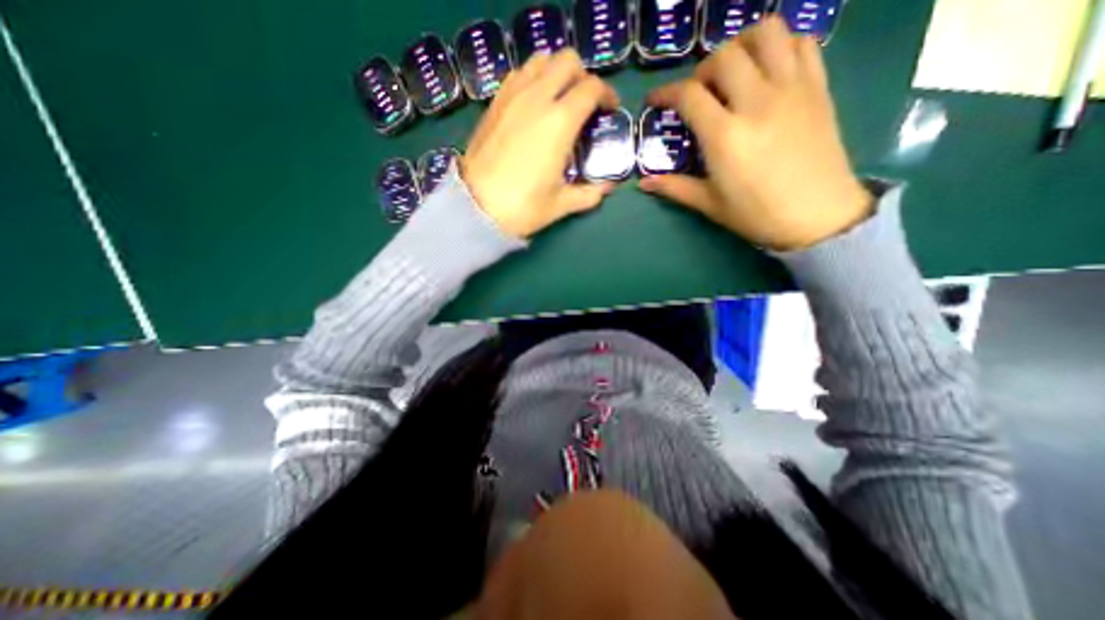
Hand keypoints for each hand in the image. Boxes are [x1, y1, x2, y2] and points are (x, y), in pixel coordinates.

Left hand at [458, 47, 619, 235]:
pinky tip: (533, 104)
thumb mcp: (561, 205)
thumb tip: (607, 188)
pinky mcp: (494, 102)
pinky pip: (518, 74)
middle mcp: (537, 98)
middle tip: (584, 102)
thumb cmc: (522, 207)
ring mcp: (512, 96)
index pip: (591, 88)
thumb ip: (589, 194)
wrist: (476, 207)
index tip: (609, 109)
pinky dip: (532, 78)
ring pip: (540, 60)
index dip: (606, 95)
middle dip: (582, 76)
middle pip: (567, 61)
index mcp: (560, 122)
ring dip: (556, 72)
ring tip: (559, 99)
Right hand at [640, 16, 871, 251]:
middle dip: (702, 70)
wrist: (818, 216)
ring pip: (767, 34)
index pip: (689, 95)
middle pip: (724, 57)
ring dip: (742, 45)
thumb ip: (674, 187)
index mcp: (725, 137)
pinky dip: (780, 46)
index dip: (666, 92)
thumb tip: (642, 183)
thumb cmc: (757, 214)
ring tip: (733, 71)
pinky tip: (768, 70)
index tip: (656, 99)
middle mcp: (757, 103)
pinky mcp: (818, 87)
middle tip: (698, 93)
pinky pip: (801, 43)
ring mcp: (792, 89)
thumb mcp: (709, 204)